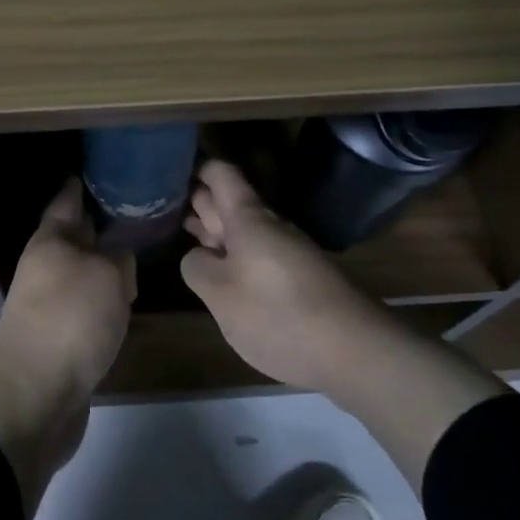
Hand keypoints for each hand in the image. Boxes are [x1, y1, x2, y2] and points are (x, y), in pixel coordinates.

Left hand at [0, 180, 134, 514]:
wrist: (36, 395)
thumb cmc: (71, 320)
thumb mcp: (107, 275)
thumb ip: (118, 258)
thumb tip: (118, 258)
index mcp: (51, 241)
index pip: (68, 200)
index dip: (84, 184)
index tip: (104, 170)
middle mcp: (45, 267)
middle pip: (74, 237)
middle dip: (100, 226)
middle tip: (136, 213)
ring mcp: (48, 304)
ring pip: (81, 273)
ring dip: (104, 266)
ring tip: (137, 256)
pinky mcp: (58, 338)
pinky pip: (85, 306)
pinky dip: (103, 300)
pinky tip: (124, 302)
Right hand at [180, 159, 399, 393]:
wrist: (355, 352)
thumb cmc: (277, 315)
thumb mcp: (220, 295)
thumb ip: (197, 267)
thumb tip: (199, 256)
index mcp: (248, 219)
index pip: (221, 174)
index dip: (196, 167)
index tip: (169, 170)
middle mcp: (270, 226)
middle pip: (231, 201)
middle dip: (200, 200)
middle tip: (165, 203)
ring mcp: (288, 251)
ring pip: (245, 230)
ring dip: (217, 230)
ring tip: (185, 235)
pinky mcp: (300, 277)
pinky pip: (259, 253)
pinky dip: (236, 255)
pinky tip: (223, 272)